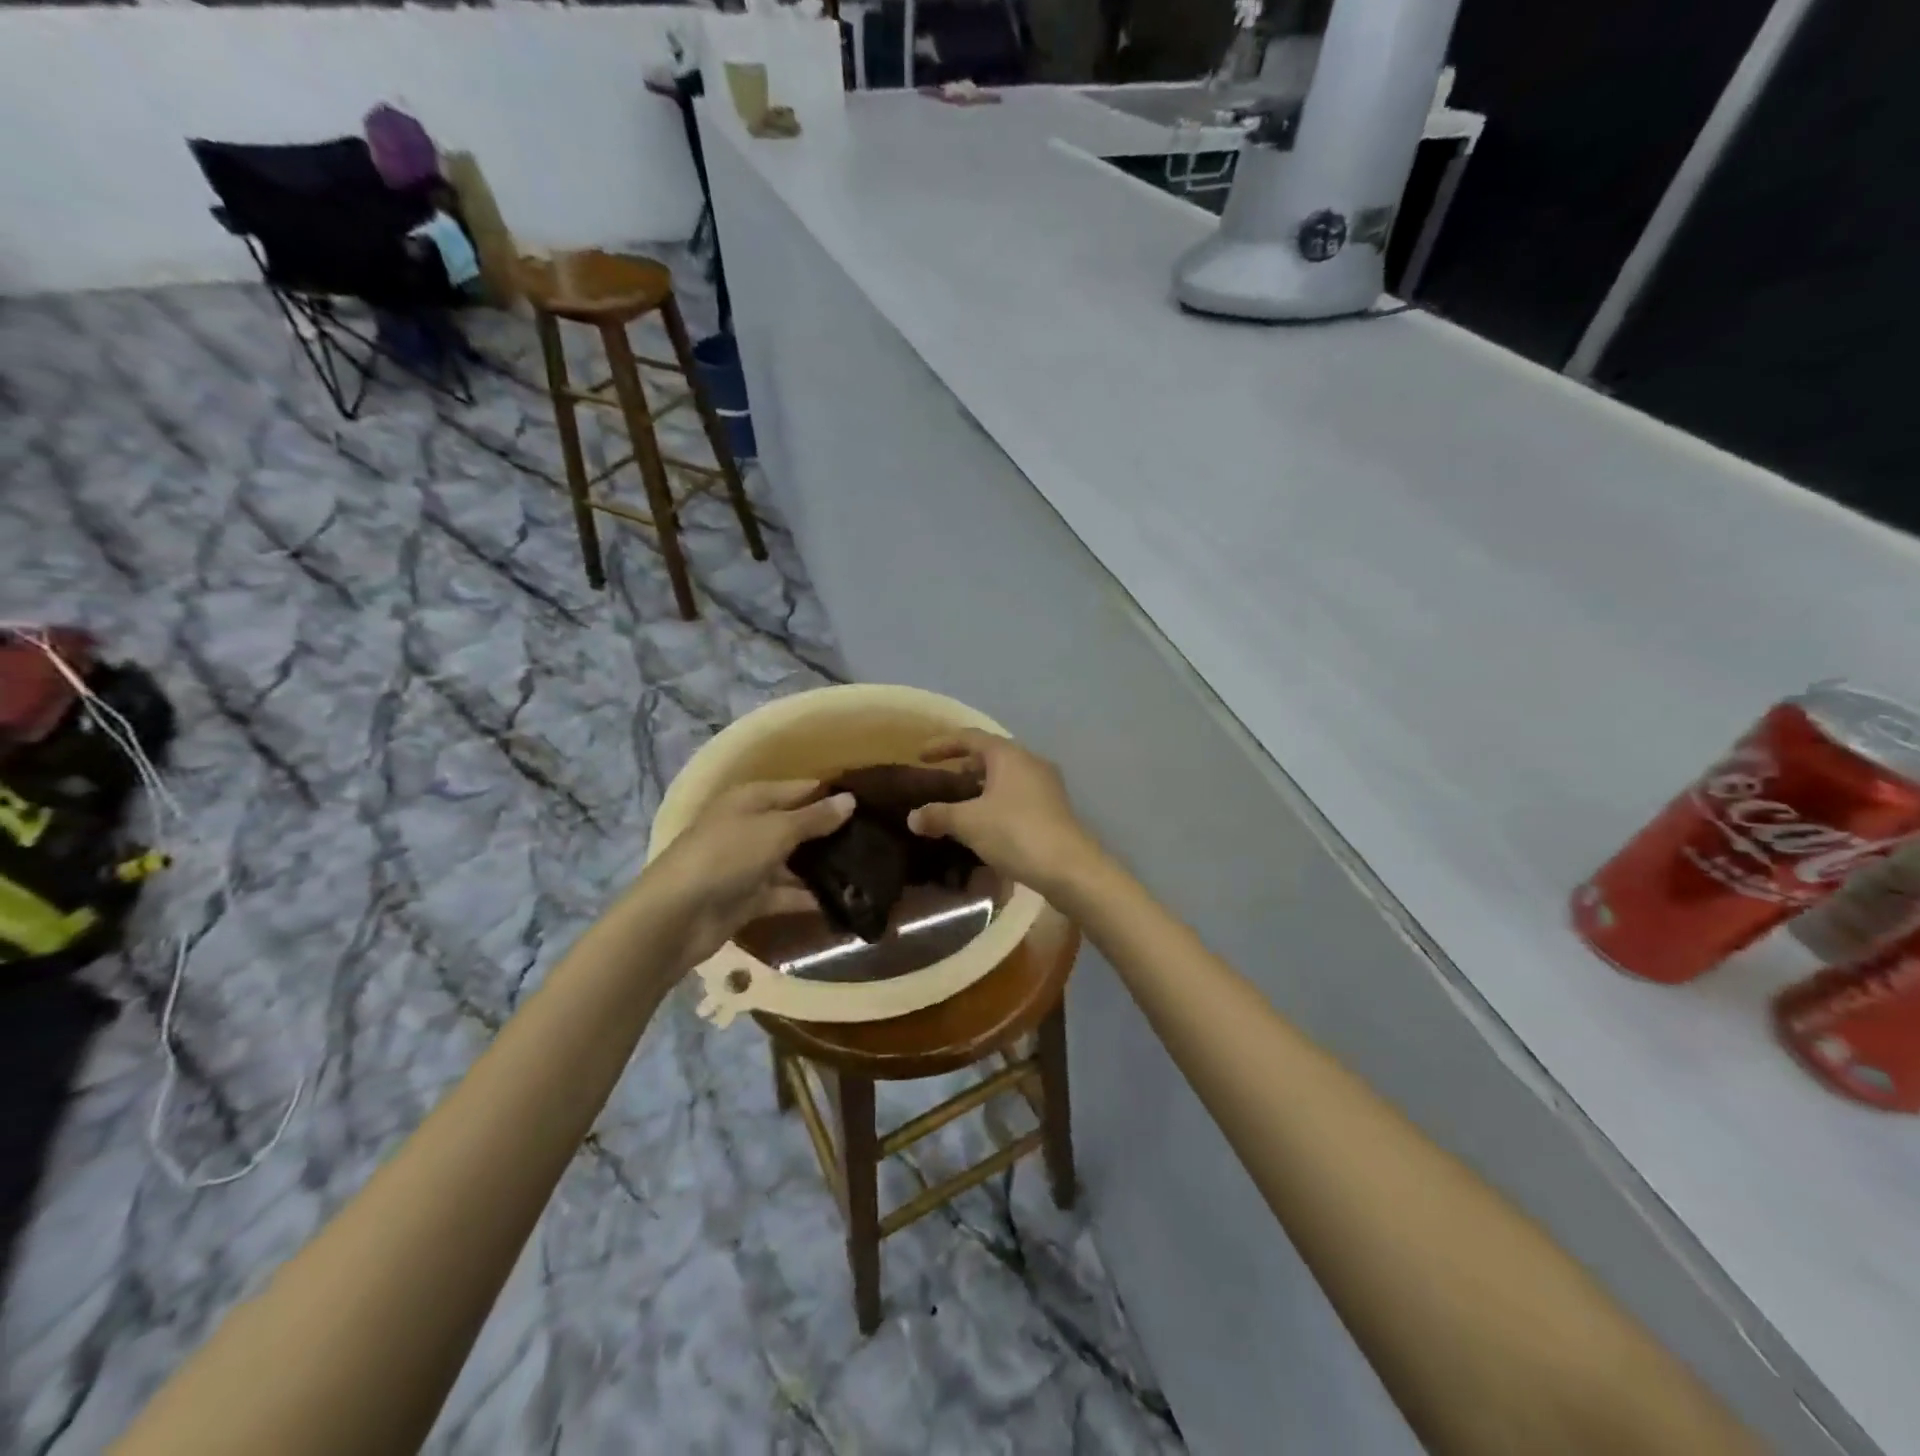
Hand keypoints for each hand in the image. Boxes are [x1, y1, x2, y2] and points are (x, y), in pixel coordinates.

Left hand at [640, 780, 853, 966]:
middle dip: (832, 833)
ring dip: (824, 867)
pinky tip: (845, 900)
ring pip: (795, 862)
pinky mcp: (751, 898)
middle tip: (877, 839)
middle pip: (798, 826)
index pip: (800, 789)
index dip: (831, 795)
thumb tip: (850, 800)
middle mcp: (751, 827)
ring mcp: (750, 864)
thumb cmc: (726, 856)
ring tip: (869, 870)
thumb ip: (814, 818)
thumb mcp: (775, 830)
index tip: (870, 803)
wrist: (677, 916)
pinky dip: (810, 897)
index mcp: (751, 799)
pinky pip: (787, 893)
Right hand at [905, 730, 1104, 898]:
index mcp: (1009, 755)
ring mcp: (1046, 785)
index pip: (970, 737)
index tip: (921, 756)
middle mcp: (1030, 762)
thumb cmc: (1016, 833)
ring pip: (1006, 777)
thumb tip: (913, 817)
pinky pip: (1017, 795)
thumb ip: (938, 815)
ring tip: (960, 804)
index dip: (943, 744)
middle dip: (964, 766)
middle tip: (941, 780)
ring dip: (981, 786)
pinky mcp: (1054, 808)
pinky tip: (986, 824)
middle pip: (991, 755)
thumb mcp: (969, 823)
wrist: (1070, 868)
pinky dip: (997, 801)